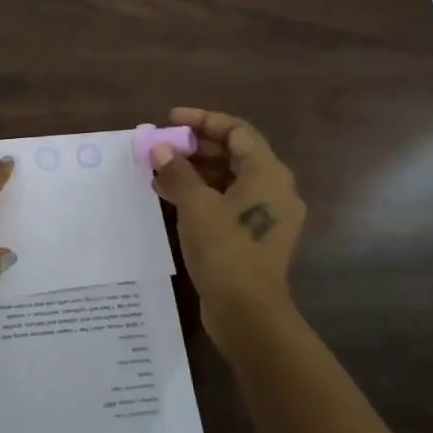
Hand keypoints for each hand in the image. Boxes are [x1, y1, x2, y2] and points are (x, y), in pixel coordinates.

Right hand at [151, 106, 306, 344]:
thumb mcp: (195, 205)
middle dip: (195, 147)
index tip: (170, 120)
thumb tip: (161, 149)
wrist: (247, 312)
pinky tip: (170, 198)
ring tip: (158, 172)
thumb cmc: (225, 249)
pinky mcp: (255, 237)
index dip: (203, 120)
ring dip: (194, 172)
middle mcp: (274, 189)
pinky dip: (201, 195)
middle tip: (162, 147)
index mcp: (268, 173)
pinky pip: (227, 202)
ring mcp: (266, 215)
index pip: (236, 131)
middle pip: (234, 154)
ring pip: (229, 179)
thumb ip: (178, 172)